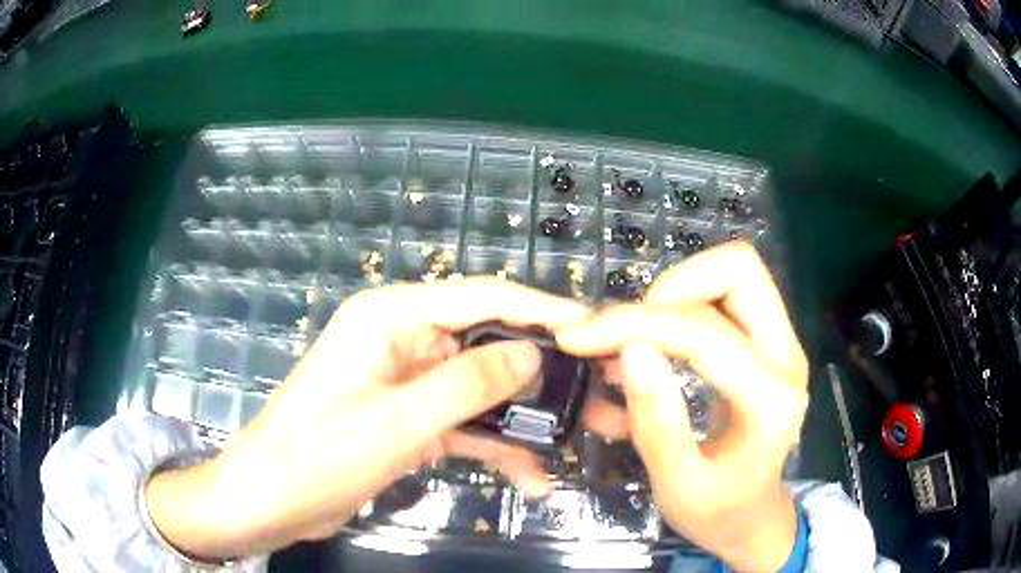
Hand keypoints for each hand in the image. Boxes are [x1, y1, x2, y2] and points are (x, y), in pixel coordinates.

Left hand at [145, 278, 591, 560]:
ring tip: (575, 441)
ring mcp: (408, 381)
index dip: (541, 311)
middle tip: (596, 393)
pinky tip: (530, 476)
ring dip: (522, 418)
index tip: (593, 329)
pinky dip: (494, 446)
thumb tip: (534, 356)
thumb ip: (468, 384)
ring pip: (480, 389)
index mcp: (391, 317)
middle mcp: (403, 339)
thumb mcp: (399, 422)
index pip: (481, 297)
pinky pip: (462, 422)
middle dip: (542, 373)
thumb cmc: (319, 455)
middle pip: (486, 344)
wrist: (271, 501)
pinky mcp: (409, 418)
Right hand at [556, 242, 809, 570]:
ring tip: (636, 336)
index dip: (637, 325)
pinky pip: (726, 294)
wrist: (753, 517)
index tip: (580, 336)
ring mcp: (781, 342)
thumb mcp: (677, 485)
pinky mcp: (767, 341)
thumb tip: (631, 349)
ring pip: (733, 272)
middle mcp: (787, 355)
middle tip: (627, 330)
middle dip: (671, 287)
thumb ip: (657, 422)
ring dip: (677, 291)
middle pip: (739, 270)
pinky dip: (684, 303)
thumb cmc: (717, 512)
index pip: (705, 332)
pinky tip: (655, 341)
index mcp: (771, 399)